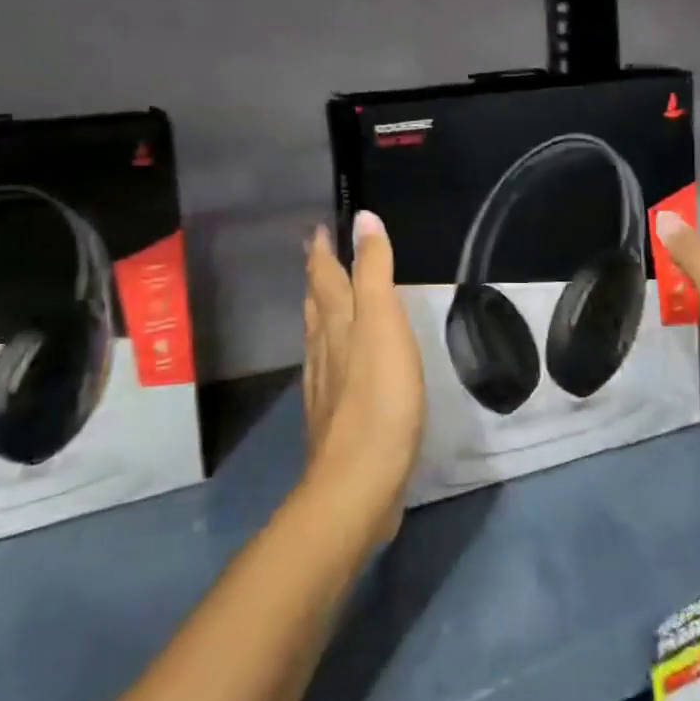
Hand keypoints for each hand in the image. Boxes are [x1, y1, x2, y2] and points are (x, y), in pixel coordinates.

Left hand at [303, 212, 425, 541]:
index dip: (322, 251)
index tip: (317, 229)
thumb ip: (374, 271)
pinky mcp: (333, 416)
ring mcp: (324, 385)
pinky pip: (327, 368)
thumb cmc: (380, 396)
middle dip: (317, 277)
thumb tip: (362, 218)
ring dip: (319, 311)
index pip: (325, 276)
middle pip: (316, 304)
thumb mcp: (383, 324)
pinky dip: (329, 351)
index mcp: (336, 322)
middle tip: (317, 255)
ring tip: (322, 298)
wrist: (359, 482)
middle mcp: (323, 348)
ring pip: (317, 336)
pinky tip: (335, 363)